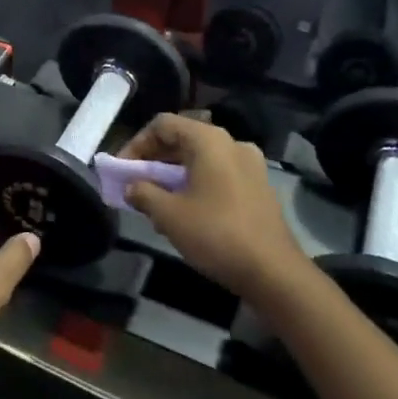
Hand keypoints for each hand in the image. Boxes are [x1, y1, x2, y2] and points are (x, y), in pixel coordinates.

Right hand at [119, 115, 310, 301]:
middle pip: (182, 140)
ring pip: (200, 160)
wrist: (274, 273)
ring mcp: (250, 166)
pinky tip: (185, 213)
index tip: (123, 170)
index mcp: (209, 140)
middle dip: (154, 161)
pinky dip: (196, 185)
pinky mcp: (259, 188)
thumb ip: (143, 193)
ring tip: (156, 202)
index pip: (162, 125)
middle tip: (135, 185)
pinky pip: (218, 175)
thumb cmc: (216, 234)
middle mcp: (232, 144)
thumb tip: (132, 187)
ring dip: (173, 175)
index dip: (136, 144)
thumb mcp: (168, 214)